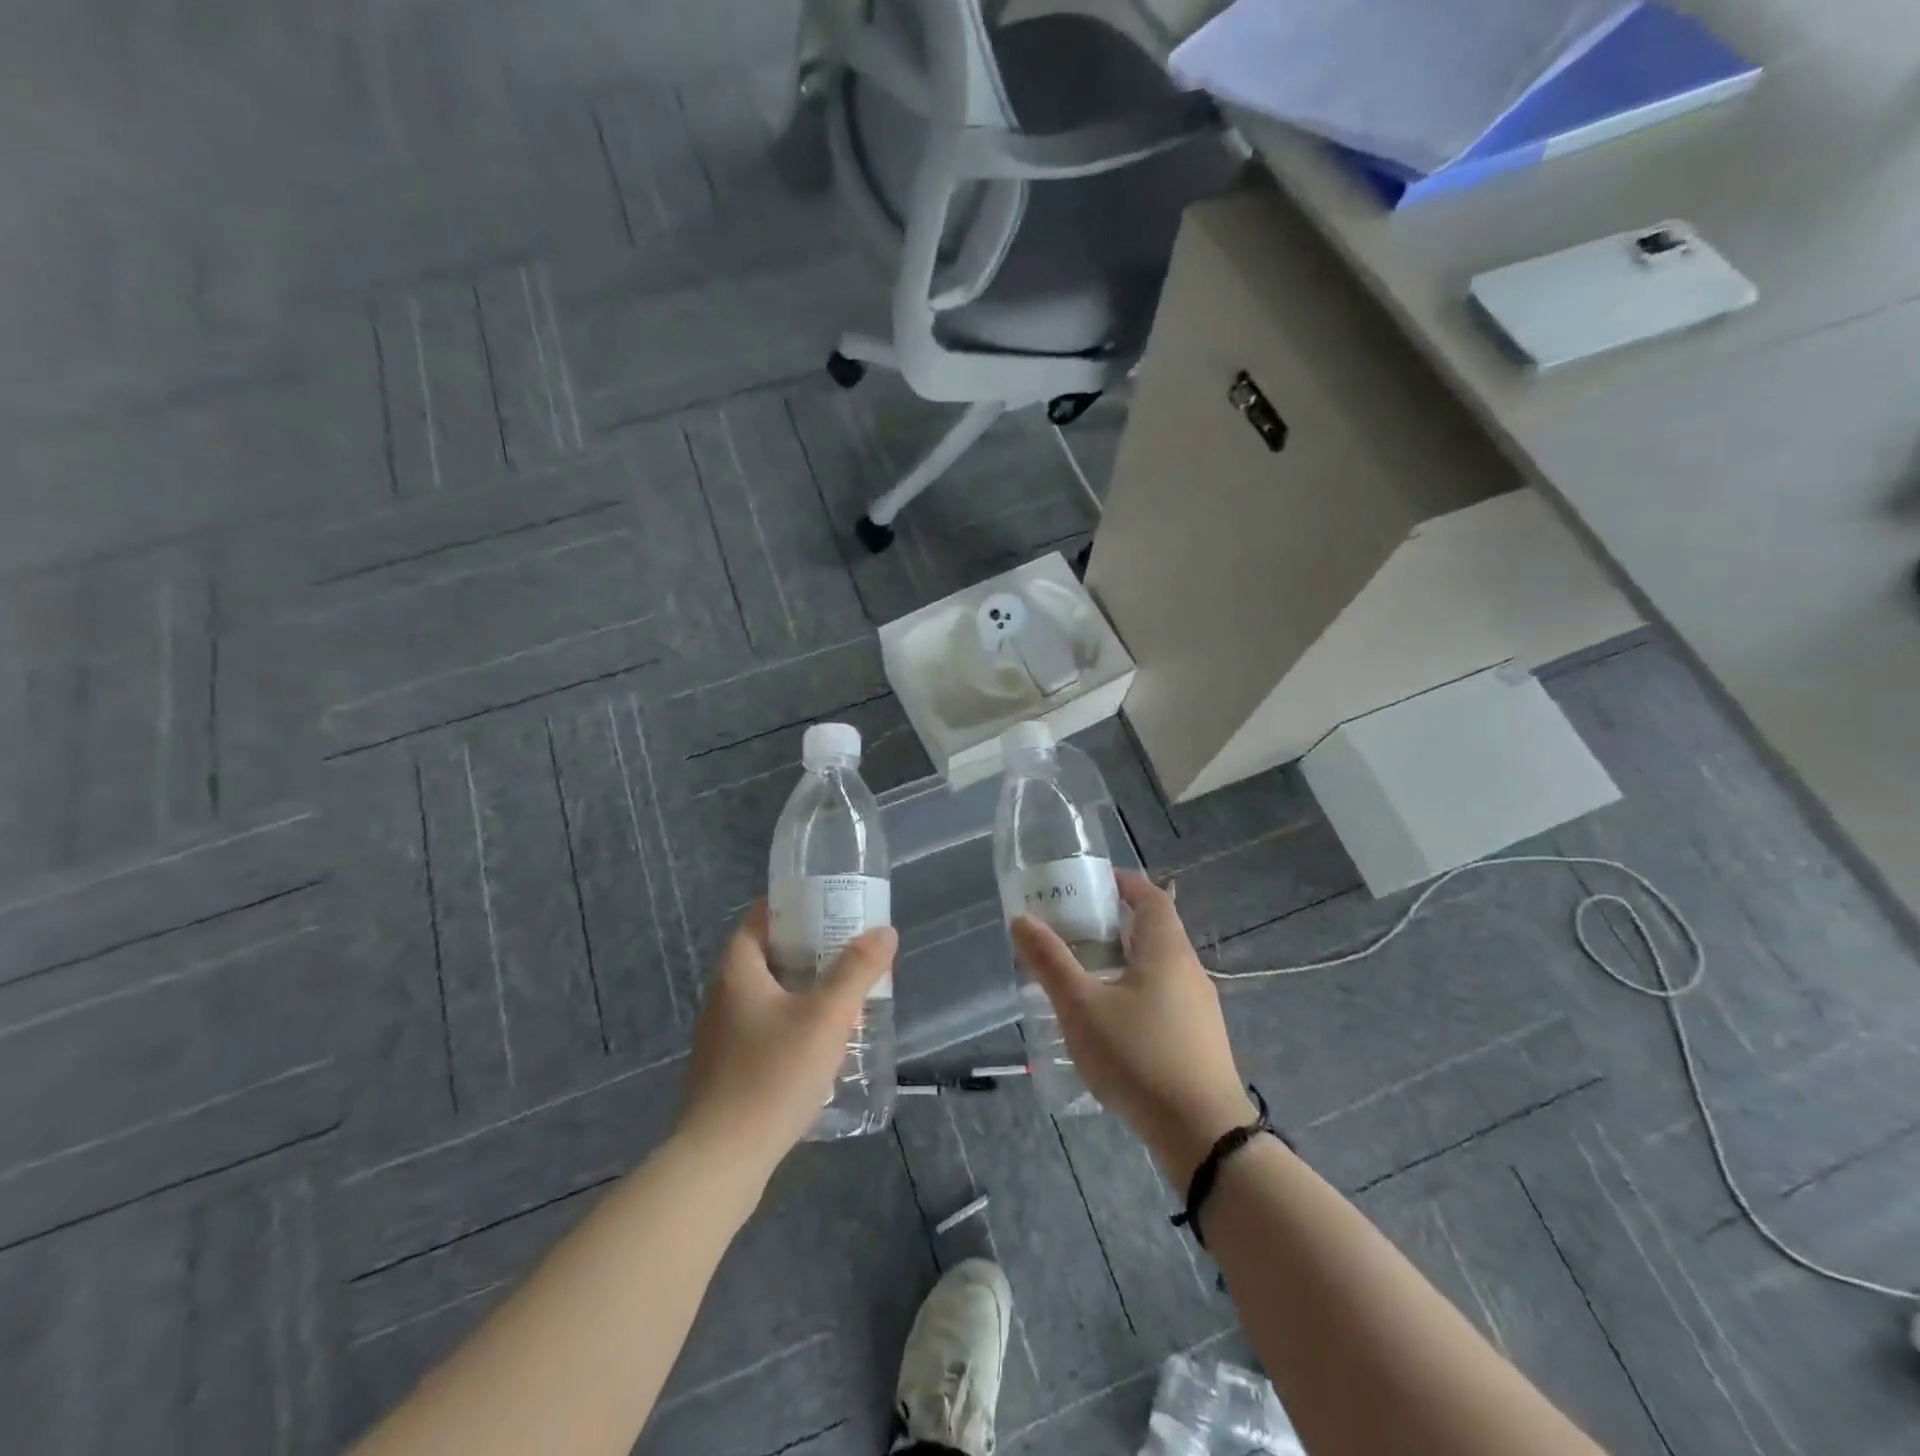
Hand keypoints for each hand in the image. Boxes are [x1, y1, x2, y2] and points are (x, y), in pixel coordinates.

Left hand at [674, 903, 897, 1187]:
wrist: (722, 1161)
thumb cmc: (773, 1074)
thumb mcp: (826, 1016)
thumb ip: (857, 970)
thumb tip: (884, 931)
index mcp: (738, 972)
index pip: (759, 919)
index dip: (792, 907)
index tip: (828, 905)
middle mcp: (724, 997)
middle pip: (767, 956)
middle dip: (808, 949)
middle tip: (849, 949)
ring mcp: (723, 1037)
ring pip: (768, 995)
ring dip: (803, 989)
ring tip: (844, 993)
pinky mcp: (729, 1071)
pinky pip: (766, 1029)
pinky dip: (794, 1022)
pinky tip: (822, 1043)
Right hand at [1012, 870, 1254, 1186]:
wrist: (1203, 1135)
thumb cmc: (1139, 1057)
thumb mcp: (1082, 1007)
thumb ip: (1050, 962)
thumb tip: (1021, 919)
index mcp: (1167, 951)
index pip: (1151, 897)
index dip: (1124, 883)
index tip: (1091, 882)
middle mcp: (1188, 970)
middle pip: (1154, 930)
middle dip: (1115, 923)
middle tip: (1073, 927)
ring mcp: (1199, 1007)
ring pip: (1158, 967)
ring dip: (1124, 960)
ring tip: (1083, 972)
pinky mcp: (1198, 1039)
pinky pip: (1163, 997)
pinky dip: (1135, 990)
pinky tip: (1110, 1019)